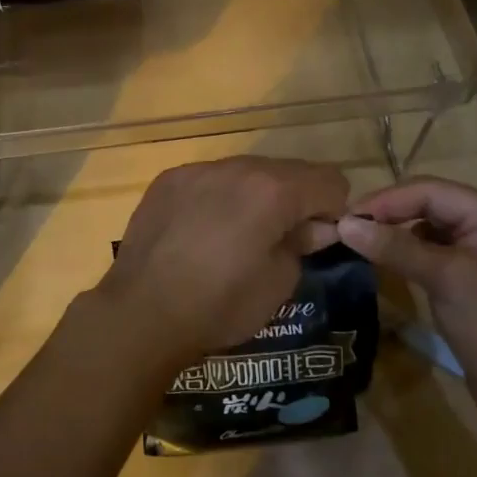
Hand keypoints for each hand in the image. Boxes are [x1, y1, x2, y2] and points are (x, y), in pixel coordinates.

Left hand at [99, 156, 348, 371]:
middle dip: (294, 200)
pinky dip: (216, 197)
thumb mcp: (279, 284)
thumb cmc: (220, 304)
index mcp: (272, 190)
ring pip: (244, 171)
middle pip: (286, 171)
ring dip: (254, 196)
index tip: (317, 240)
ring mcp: (196, 169)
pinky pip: (208, 179)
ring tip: (237, 236)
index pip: (329, 181)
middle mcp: (236, 167)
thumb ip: (302, 244)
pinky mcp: (167, 180)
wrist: (142, 310)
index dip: (333, 211)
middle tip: (280, 240)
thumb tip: (313, 227)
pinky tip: (201, 232)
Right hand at [336, 177, 476, 439]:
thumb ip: (395, 247)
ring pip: (430, 232)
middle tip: (347, 229)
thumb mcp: (447, 280)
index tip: (346, 217)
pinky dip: (408, 258)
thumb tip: (344, 224)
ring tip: (358, 243)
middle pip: (431, 207)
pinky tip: (385, 264)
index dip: (386, 200)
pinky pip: (436, 258)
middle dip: (389, 215)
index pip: (432, 191)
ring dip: (396, 236)